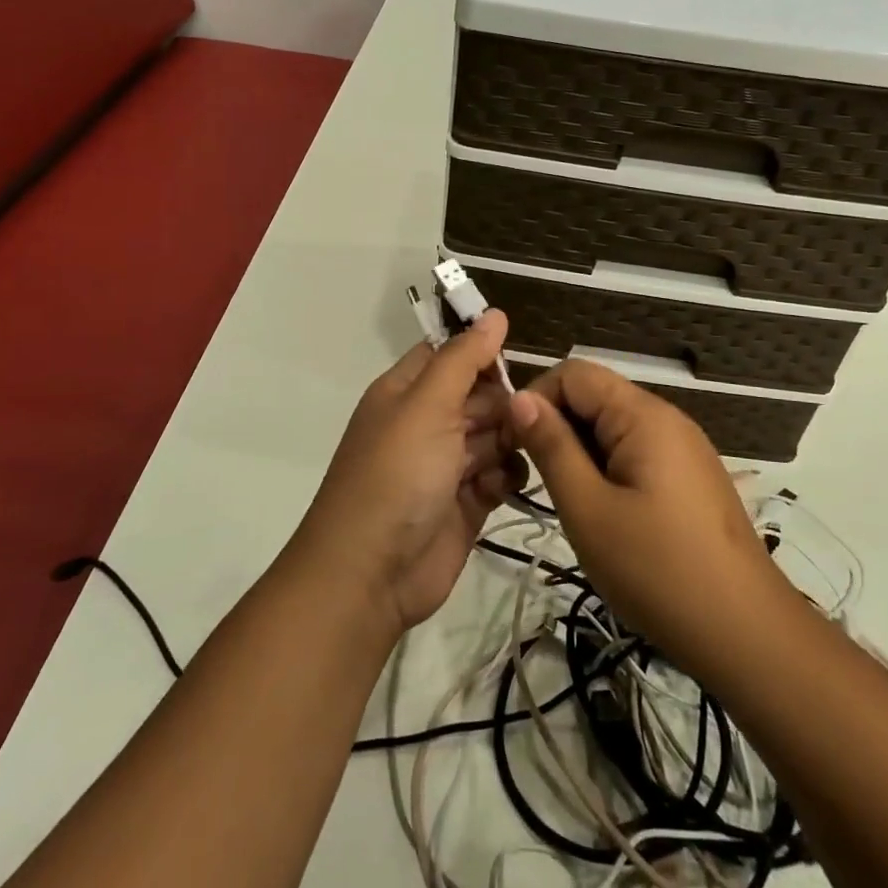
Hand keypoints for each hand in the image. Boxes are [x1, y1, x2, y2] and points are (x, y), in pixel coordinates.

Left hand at [289, 312, 527, 635]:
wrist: (370, 573)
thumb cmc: (395, 475)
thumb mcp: (426, 405)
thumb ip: (464, 358)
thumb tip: (494, 314)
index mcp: (408, 392)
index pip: (451, 354)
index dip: (482, 353)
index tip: (516, 358)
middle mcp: (427, 422)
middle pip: (480, 395)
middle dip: (502, 403)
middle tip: (516, 419)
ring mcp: (447, 464)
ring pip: (496, 434)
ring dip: (508, 441)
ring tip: (507, 456)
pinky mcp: (467, 502)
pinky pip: (500, 474)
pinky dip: (506, 477)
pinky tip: (500, 486)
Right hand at [508, 360, 793, 679]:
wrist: (746, 634)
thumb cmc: (657, 570)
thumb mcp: (588, 509)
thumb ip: (552, 447)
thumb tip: (520, 398)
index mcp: (643, 415)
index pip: (574, 373)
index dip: (537, 399)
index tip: (514, 445)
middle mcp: (667, 419)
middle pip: (595, 397)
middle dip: (558, 427)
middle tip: (537, 481)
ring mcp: (684, 449)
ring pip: (613, 428)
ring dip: (581, 453)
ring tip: (571, 504)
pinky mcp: (690, 477)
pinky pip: (636, 452)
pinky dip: (608, 470)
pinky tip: (605, 515)